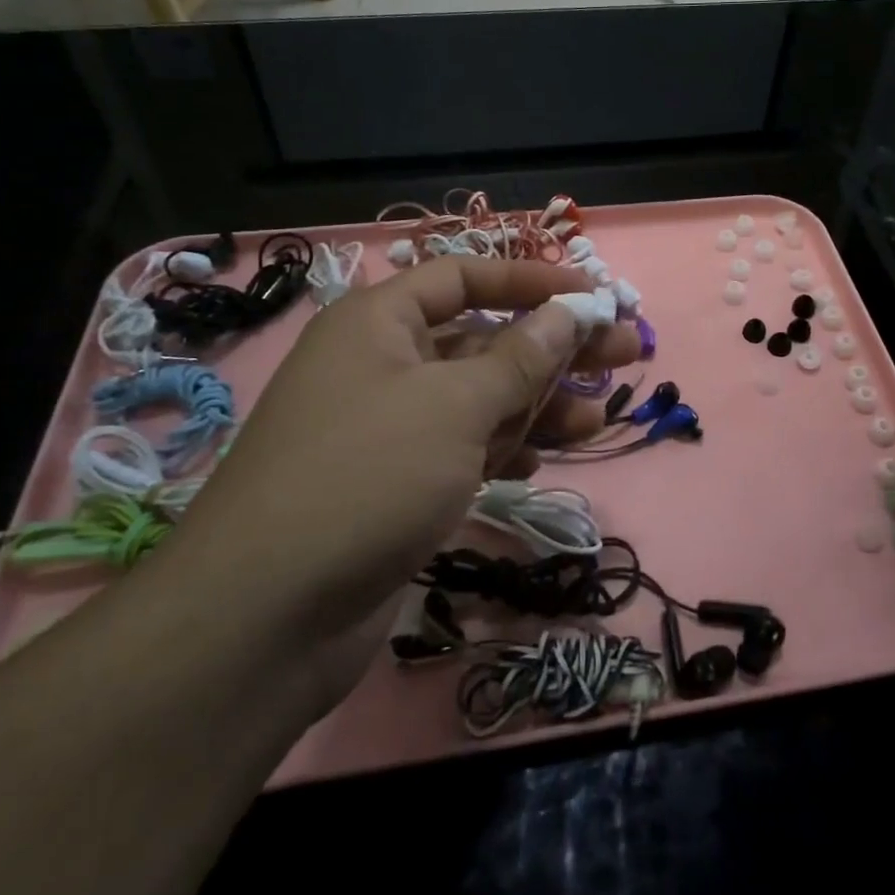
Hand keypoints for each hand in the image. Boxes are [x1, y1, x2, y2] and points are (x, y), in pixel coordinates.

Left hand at [175, 257, 639, 633]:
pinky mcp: (397, 482)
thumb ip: (520, 358)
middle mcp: (382, 364)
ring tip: (599, 418)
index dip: (532, 281)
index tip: (594, 295)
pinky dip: (504, 448)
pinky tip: (541, 459)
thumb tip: (568, 314)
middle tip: (627, 353)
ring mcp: (389, 427)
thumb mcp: (455, 405)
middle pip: (484, 339)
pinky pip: (464, 446)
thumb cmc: (367, 476)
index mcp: (380, 322)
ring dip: (539, 404)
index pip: (465, 277)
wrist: (267, 617)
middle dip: (554, 348)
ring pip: (480, 399)